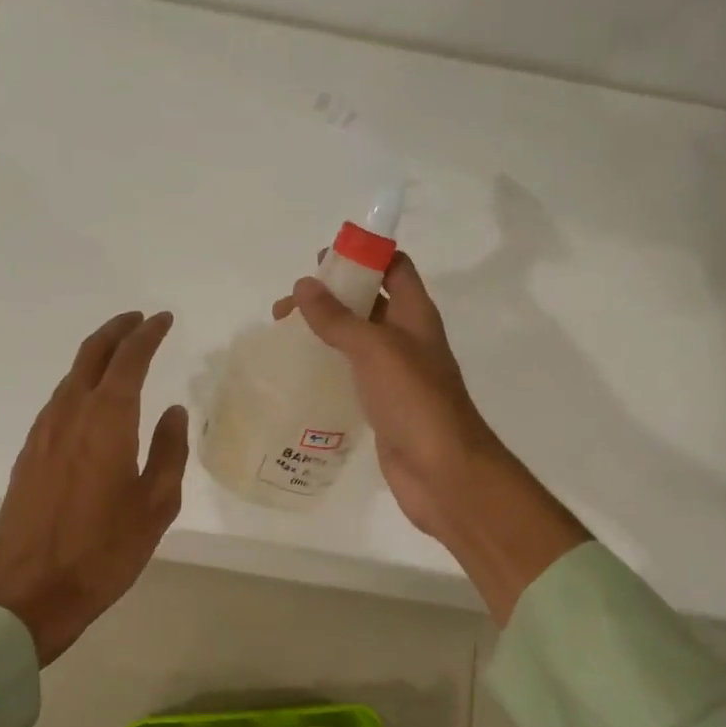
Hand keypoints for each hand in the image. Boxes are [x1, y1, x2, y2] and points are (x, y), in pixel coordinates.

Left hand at [0, 311, 188, 664]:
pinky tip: (90, 402)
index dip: (148, 335)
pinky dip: (78, 385)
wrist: (29, 591)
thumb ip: (169, 451)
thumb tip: (173, 412)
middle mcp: (70, 415)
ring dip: (95, 357)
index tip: (163, 320)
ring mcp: (42, 433)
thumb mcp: (156, 505)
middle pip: (91, 355)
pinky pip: (57, 402)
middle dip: (116, 331)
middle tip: (139, 321)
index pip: (129, 359)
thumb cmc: (104, 551)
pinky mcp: (28, 455)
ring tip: (118, 356)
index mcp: (107, 421)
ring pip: (70, 377)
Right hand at [275, 254, 589, 620]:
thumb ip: (339, 317)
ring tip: (283, 337)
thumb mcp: (374, 348)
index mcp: (416, 314)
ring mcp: (396, 374)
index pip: (394, 267)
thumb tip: (305, 285)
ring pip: (357, 339)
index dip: (363, 255)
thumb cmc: (414, 400)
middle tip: (286, 307)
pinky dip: (328, 366)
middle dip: (331, 296)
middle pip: (369, 301)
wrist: (442, 471)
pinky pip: (352, 374)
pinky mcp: (382, 404)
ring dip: (324, 332)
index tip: (320, 260)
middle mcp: (408, 338)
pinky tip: (300, 374)